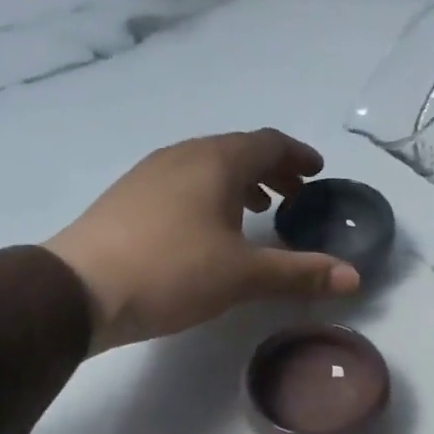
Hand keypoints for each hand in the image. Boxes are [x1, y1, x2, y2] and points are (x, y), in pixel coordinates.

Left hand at [44, 130, 359, 352]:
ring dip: (240, 182)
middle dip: (271, 170)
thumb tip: (355, 278)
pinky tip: (208, 228)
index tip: (317, 171)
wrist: (78, 290)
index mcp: (216, 162)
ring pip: (207, 165)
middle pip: (238, 150)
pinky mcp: (128, 197)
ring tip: (257, 210)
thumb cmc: (171, 272)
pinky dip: (210, 194)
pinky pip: (183, 182)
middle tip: (295, 194)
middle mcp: (183, 156)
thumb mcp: (243, 276)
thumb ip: (300, 273)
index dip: (297, 155)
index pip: (268, 144)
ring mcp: (150, 174)